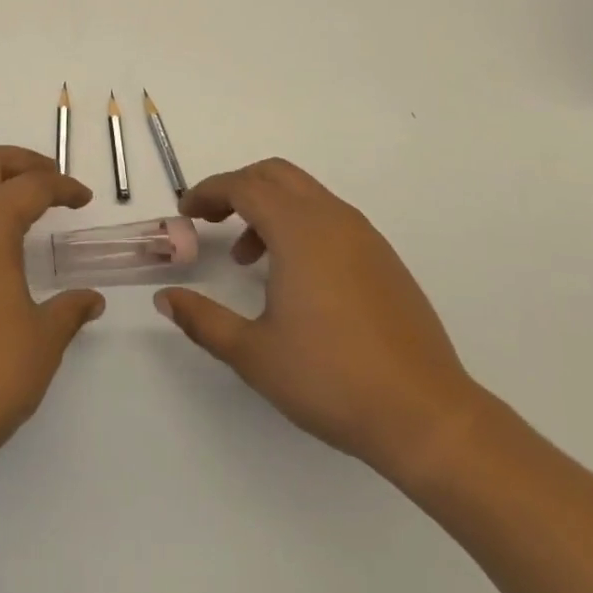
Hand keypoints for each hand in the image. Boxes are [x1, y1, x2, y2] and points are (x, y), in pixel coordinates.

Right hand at [155, 158, 485, 483]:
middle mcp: (334, 220)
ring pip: (306, 194)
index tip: (185, 213)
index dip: (209, 192)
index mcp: (300, 231)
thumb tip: (165, 298)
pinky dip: (299, 225)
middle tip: (210, 219)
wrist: (426, 417)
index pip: (244, 186)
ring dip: (269, 208)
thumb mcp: (253, 353)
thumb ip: (202, 320)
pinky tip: (293, 277)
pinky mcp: (384, 260)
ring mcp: (365, 237)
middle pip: (276, 175)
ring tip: (248, 258)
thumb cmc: (331, 380)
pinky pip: (331, 218)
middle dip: (237, 187)